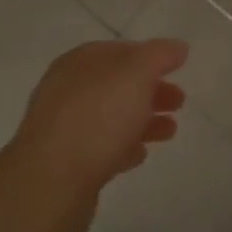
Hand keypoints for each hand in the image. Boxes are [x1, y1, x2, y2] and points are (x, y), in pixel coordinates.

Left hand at [10, 39, 188, 224]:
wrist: (51, 184)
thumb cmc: (96, 118)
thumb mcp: (136, 74)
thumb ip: (159, 56)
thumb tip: (177, 47)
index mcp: (79, 63)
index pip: (119, 51)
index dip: (150, 57)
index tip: (176, 69)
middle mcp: (68, 90)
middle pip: (117, 85)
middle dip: (150, 90)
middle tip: (180, 102)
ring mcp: (64, 128)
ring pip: (111, 117)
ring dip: (142, 120)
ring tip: (170, 131)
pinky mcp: (66, 164)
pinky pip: (101, 149)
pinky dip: (123, 147)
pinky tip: (140, 154)